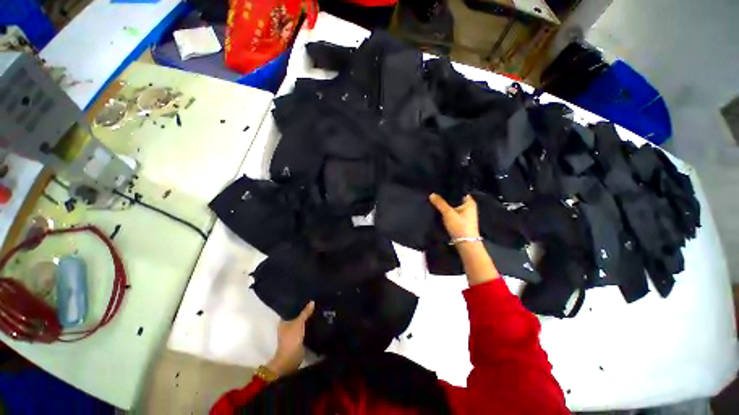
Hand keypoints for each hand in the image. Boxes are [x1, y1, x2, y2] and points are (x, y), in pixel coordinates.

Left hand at [267, 301, 314, 376]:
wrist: (292, 357)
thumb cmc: (291, 338)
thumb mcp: (299, 322)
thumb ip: (305, 312)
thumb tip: (312, 301)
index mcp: (282, 321)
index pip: (289, 309)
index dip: (296, 304)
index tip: (304, 298)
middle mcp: (286, 326)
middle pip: (296, 316)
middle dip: (303, 311)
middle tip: (313, 302)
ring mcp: (292, 333)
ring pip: (301, 322)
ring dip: (307, 318)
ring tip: (316, 309)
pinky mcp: (299, 339)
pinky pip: (305, 329)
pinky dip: (309, 325)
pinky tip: (316, 320)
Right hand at [429, 194, 479, 239]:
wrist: (465, 244)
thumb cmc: (460, 226)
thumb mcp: (448, 213)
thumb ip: (440, 203)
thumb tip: (431, 194)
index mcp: (470, 202)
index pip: (459, 191)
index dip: (449, 189)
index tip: (439, 187)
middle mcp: (469, 206)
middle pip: (455, 199)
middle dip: (446, 197)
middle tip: (435, 193)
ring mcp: (466, 214)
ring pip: (453, 206)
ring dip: (446, 205)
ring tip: (435, 200)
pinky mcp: (461, 220)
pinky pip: (453, 212)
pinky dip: (447, 211)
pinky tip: (439, 210)